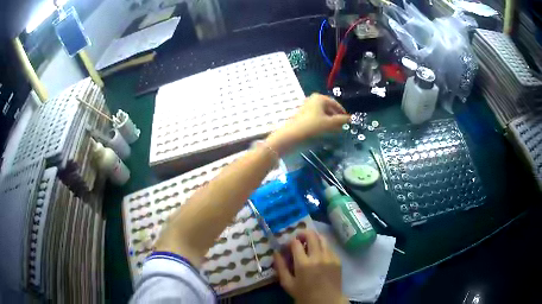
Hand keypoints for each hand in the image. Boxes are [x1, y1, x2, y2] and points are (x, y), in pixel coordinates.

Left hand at [266, 94, 349, 154]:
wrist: (291, 135)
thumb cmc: (312, 127)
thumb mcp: (329, 123)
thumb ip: (341, 120)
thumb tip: (351, 119)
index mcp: (319, 98)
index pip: (335, 104)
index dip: (342, 112)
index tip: (348, 121)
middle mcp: (312, 99)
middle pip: (328, 108)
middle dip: (335, 117)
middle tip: (341, 126)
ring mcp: (306, 107)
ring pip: (322, 113)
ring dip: (329, 121)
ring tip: (334, 130)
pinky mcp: (302, 115)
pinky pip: (316, 117)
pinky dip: (321, 122)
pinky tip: (324, 131)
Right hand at [274, 230, 347, 303]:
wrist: (326, 301)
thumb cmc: (304, 294)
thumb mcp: (288, 283)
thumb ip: (280, 267)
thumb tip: (276, 253)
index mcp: (304, 264)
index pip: (296, 243)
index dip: (290, 241)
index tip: (288, 246)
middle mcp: (318, 257)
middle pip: (311, 235)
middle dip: (303, 233)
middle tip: (298, 239)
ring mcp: (330, 257)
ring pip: (322, 238)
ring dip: (314, 238)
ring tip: (309, 244)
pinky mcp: (338, 259)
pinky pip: (329, 247)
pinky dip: (322, 247)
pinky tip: (318, 255)